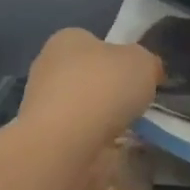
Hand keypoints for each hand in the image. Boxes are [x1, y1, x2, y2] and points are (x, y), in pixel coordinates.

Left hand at [20, 28, 161, 149]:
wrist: (66, 143)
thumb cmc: (104, 87)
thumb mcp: (144, 62)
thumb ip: (148, 63)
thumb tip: (148, 72)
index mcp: (67, 40)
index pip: (94, 42)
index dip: (119, 57)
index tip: (137, 76)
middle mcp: (48, 68)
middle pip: (88, 76)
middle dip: (110, 91)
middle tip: (135, 104)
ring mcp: (42, 106)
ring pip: (83, 109)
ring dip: (104, 120)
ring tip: (131, 132)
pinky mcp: (44, 140)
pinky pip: (79, 137)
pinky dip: (97, 144)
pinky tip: (114, 150)